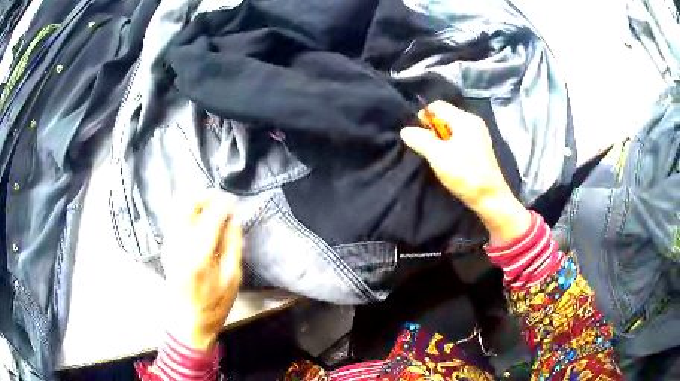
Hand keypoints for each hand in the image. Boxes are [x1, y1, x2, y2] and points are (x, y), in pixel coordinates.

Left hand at [162, 191, 242, 350]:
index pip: (211, 215)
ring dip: (196, 203)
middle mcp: (179, 244)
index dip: (224, 203)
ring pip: (179, 210)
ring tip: (211, 208)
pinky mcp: (166, 248)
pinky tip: (200, 222)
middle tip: (219, 199)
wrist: (187, 322)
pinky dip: (188, 214)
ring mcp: (169, 245)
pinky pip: (175, 221)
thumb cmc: (214, 305)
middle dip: (205, 196)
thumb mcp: (232, 279)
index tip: (233, 201)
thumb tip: (233, 220)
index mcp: (199, 254)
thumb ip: (233, 245)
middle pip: (188, 205)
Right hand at [400, 100, 530, 243]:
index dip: (424, 117)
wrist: (490, 199)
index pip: (438, 106)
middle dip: (432, 131)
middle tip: (427, 149)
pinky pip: (460, 140)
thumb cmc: (465, 174)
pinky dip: (450, 147)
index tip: (418, 135)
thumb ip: (420, 139)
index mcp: (465, 119)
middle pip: (445, 117)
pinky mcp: (480, 150)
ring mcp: (479, 137)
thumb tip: (405, 130)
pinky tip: (448, 163)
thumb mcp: (438, 155)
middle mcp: (474, 123)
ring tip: (437, 158)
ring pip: (452, 130)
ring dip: (440, 141)